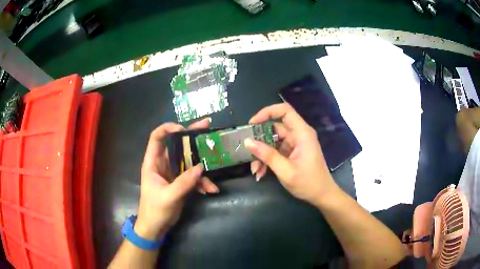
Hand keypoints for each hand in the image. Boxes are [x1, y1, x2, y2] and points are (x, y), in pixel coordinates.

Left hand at [135, 119, 218, 239]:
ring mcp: (173, 173)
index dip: (168, 129)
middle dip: (192, 138)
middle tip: (208, 127)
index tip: (183, 128)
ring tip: (214, 172)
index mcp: (153, 163)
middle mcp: (163, 164)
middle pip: (177, 145)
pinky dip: (202, 182)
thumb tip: (201, 167)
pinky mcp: (180, 182)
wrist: (156, 227)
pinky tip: (210, 190)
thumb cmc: (155, 210)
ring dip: (202, 166)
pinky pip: (193, 176)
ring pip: (188, 161)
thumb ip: (184, 182)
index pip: (156, 137)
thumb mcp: (169, 197)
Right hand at [245, 103, 339, 206]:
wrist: (322, 195)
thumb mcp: (285, 171)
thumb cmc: (308, 183)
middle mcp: (299, 135)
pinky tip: (261, 173)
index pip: (285, 111)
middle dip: (260, 141)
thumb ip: (267, 155)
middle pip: (275, 128)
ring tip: (255, 170)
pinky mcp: (293, 152)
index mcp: (302, 133)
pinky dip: (268, 159)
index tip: (252, 124)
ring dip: (262, 154)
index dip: (267, 112)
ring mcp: (295, 144)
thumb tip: (247, 142)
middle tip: (248, 153)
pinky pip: (276, 150)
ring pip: (273, 141)